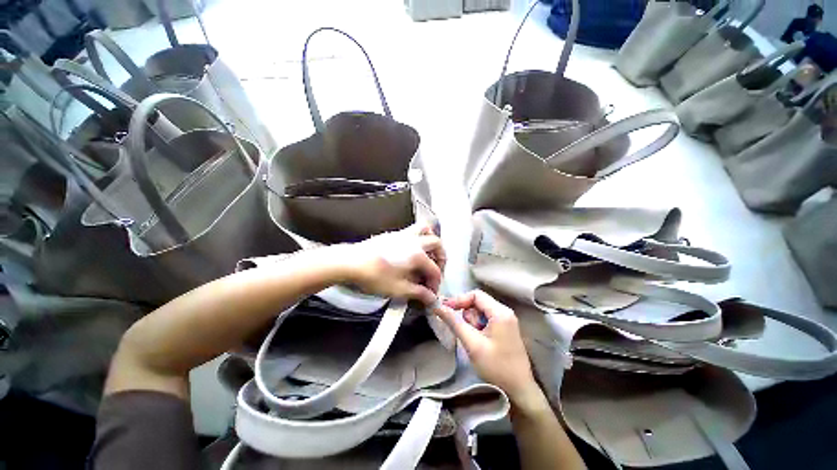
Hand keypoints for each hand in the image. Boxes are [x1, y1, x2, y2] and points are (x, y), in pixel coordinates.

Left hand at [338, 224, 444, 304]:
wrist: (351, 262)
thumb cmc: (375, 276)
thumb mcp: (399, 289)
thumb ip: (418, 293)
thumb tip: (432, 299)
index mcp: (418, 255)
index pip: (435, 269)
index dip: (435, 283)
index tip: (430, 294)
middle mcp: (414, 241)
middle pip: (436, 243)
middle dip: (441, 257)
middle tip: (436, 270)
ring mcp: (403, 235)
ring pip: (424, 229)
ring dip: (431, 240)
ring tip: (428, 253)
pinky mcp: (393, 234)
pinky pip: (412, 231)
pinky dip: (418, 239)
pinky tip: (410, 252)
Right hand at [432, 290, 543, 408]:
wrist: (519, 391)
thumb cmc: (496, 367)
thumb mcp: (472, 344)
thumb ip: (454, 323)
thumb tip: (438, 307)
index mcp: (500, 312)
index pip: (476, 295)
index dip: (459, 300)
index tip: (445, 309)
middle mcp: (505, 311)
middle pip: (478, 302)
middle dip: (467, 316)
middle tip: (466, 333)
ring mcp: (506, 320)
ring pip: (480, 312)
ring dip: (472, 323)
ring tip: (475, 341)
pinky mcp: (504, 328)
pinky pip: (485, 320)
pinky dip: (478, 328)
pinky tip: (480, 342)